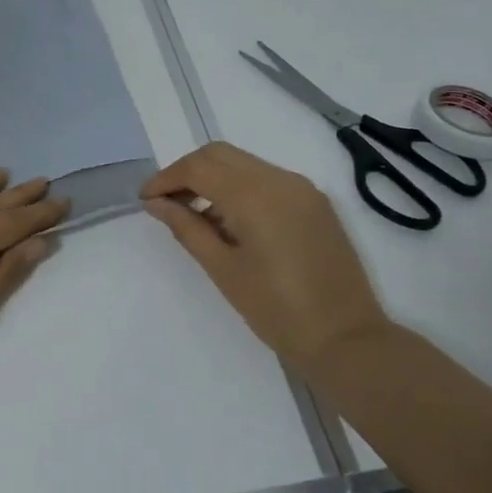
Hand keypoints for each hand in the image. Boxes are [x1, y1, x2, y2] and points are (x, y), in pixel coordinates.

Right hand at [140, 142, 388, 374]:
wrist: (345, 338)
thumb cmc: (276, 310)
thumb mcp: (222, 269)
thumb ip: (186, 228)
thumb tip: (156, 204)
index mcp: (255, 195)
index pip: (198, 167)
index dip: (166, 178)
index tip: (146, 200)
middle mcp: (280, 179)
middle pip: (220, 154)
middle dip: (187, 172)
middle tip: (166, 203)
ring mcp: (302, 188)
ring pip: (244, 164)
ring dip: (214, 178)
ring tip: (193, 215)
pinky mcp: (315, 202)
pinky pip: (267, 179)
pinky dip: (240, 188)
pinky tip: (229, 221)